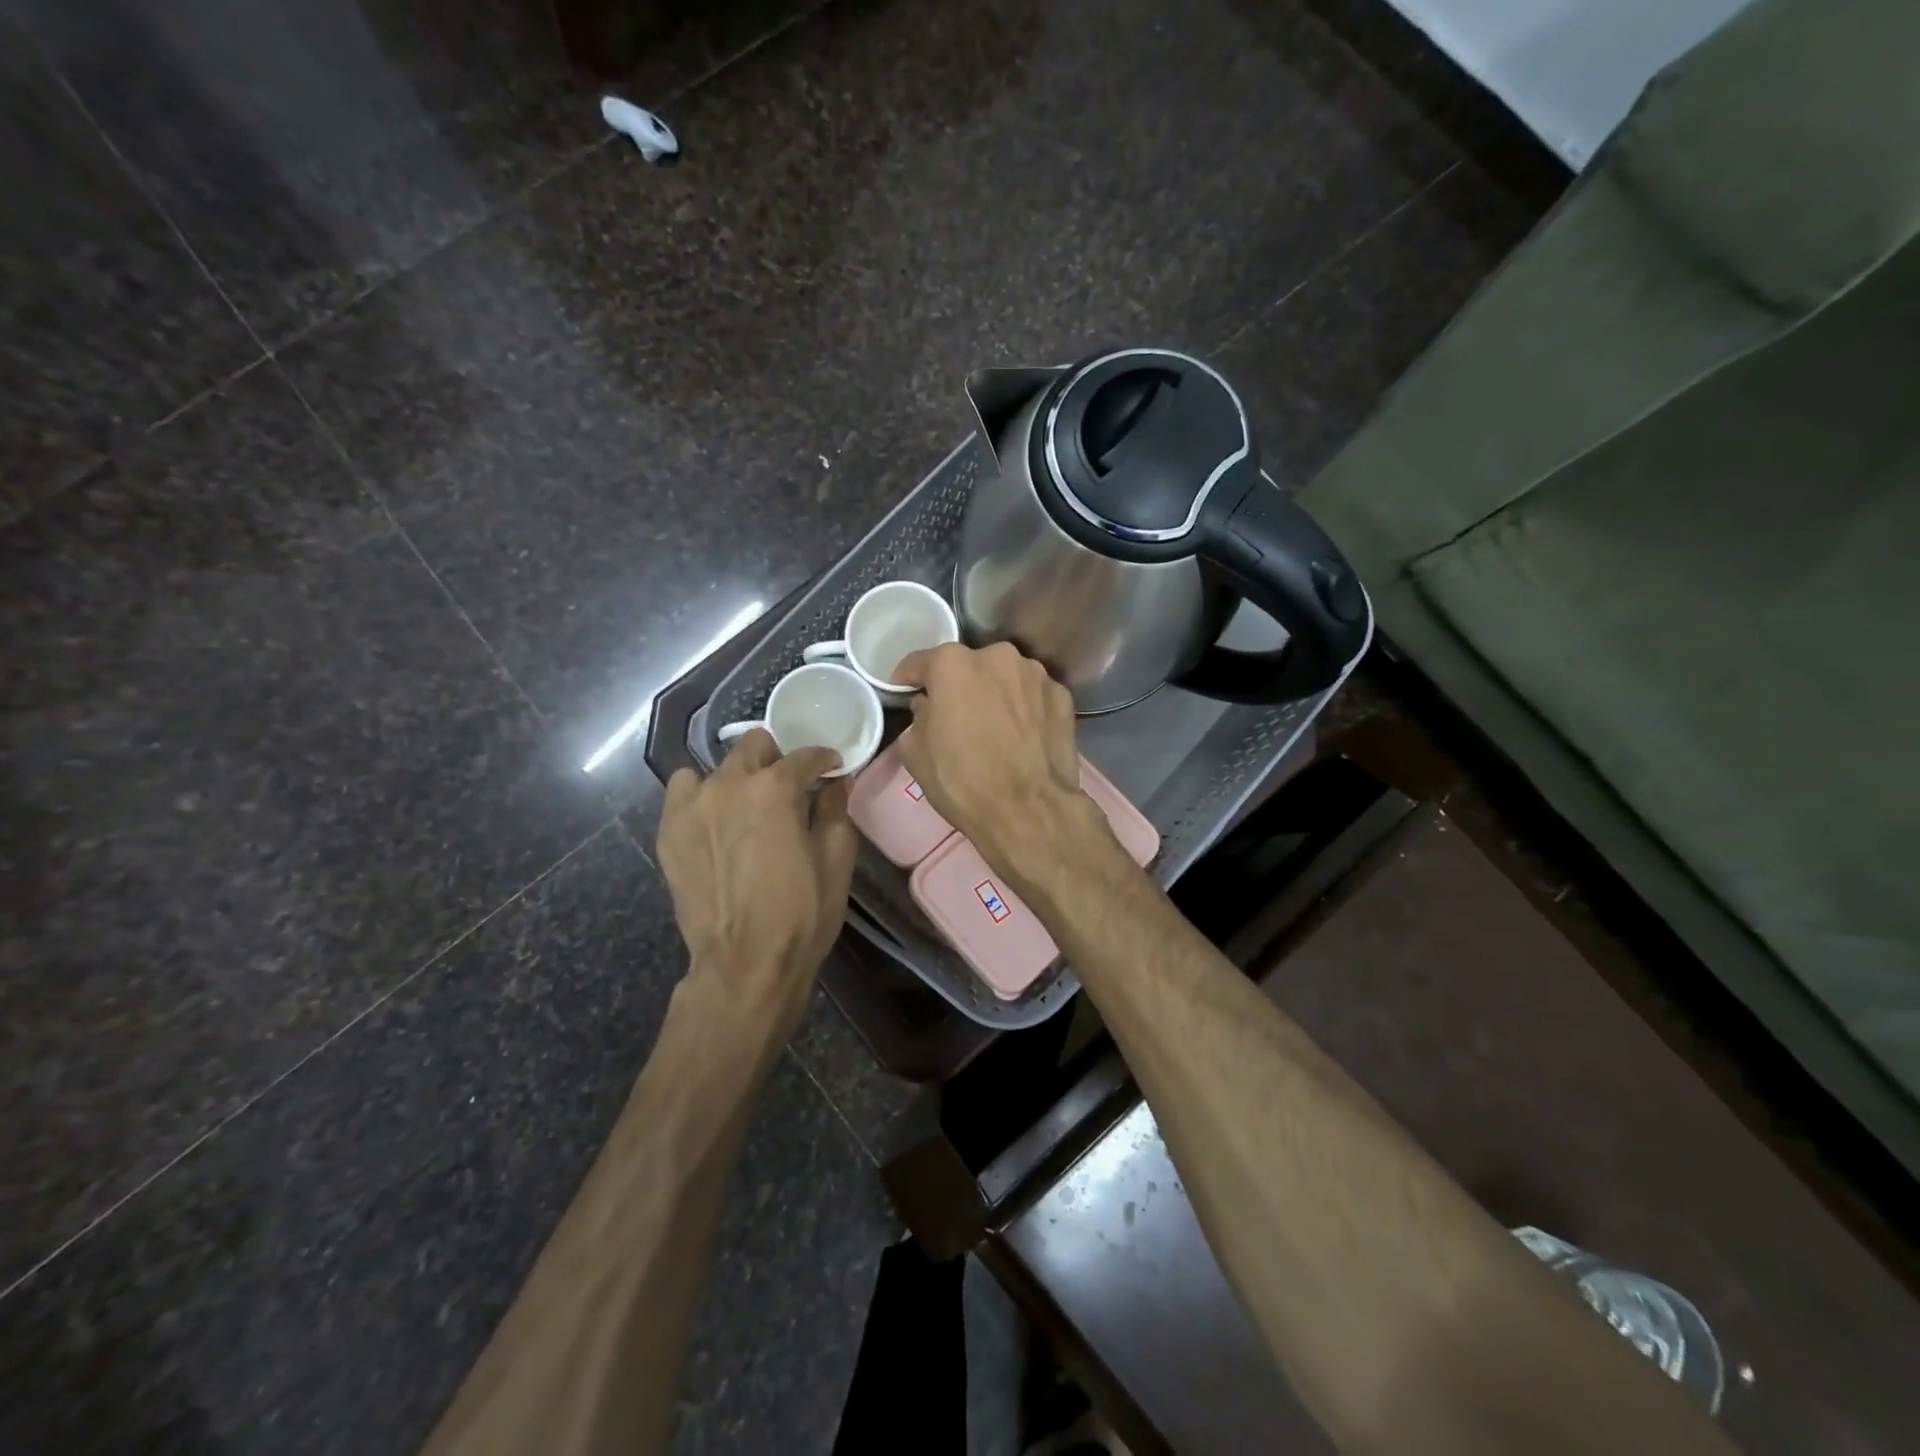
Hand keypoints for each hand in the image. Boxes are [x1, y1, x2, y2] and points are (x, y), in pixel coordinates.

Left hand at [656, 731, 857, 1039]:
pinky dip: (702, 796)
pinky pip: (684, 791)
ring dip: (738, 778)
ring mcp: (693, 805)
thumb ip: (836, 809)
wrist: (744, 964)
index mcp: (775, 789)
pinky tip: (716, 822)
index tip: (831, 768)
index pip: (805, 756)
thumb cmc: (801, 914)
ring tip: (747, 807)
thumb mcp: (835, 860)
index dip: (824, 759)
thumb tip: (837, 780)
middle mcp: (729, 784)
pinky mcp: (669, 830)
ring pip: (717, 767)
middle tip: (789, 787)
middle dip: (777, 759)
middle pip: (755, 746)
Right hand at [891, 642, 1104, 884]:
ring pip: (1004, 679)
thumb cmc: (962, 779)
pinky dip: (1025, 709)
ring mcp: (1035, 674)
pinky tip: (1023, 737)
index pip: (919, 663)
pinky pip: (1033, 697)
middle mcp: (997, 655)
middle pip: (968, 667)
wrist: (1028, 810)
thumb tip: (929, 707)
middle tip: (956, 717)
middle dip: (959, 687)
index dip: (908, 680)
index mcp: (952, 663)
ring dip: (995, 695)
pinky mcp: (1062, 696)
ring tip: (994, 729)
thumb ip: (917, 716)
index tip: (904, 693)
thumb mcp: (915, 751)